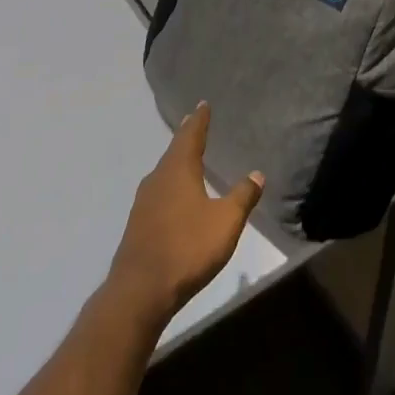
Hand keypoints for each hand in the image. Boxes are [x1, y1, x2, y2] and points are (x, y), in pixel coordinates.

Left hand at [108, 103, 263, 322]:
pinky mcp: (138, 223)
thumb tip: (256, 173)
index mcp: (179, 169)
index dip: (199, 120)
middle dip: (186, 137)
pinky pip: (158, 192)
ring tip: (186, 157)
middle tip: (194, 123)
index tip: (202, 105)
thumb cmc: (187, 247)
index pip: (190, 135)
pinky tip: (174, 196)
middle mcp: (158, 178)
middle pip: (174, 151)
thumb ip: (242, 197)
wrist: (140, 289)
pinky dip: (169, 184)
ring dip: (176, 161)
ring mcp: (144, 201)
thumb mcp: (225, 222)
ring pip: (164, 172)